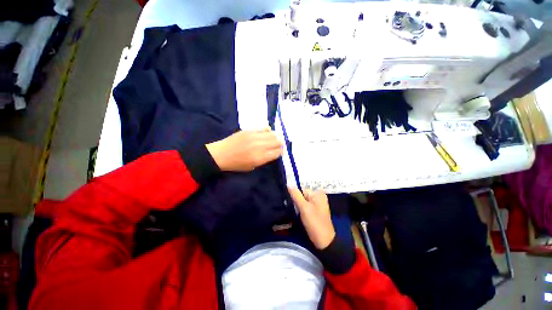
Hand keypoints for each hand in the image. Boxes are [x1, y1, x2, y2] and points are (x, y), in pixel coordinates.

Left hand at [206, 128, 282, 171]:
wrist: (221, 154)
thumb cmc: (237, 164)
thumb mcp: (252, 166)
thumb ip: (265, 159)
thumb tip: (273, 152)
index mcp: (261, 157)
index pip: (278, 152)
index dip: (280, 152)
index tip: (279, 152)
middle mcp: (260, 146)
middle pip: (277, 142)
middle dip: (280, 144)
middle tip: (278, 145)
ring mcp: (255, 136)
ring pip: (273, 134)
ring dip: (276, 137)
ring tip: (274, 139)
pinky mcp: (250, 130)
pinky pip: (264, 128)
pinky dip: (268, 131)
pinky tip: (266, 133)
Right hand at [288, 187, 335, 249]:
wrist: (324, 241)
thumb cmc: (314, 222)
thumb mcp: (304, 207)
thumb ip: (296, 195)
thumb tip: (288, 184)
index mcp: (318, 193)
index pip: (301, 189)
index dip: (294, 195)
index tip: (289, 202)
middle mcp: (318, 196)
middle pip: (302, 194)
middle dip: (296, 200)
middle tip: (291, 208)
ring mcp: (317, 204)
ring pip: (303, 201)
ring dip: (298, 205)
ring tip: (294, 212)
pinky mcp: (315, 210)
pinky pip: (306, 206)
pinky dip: (301, 209)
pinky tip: (298, 214)